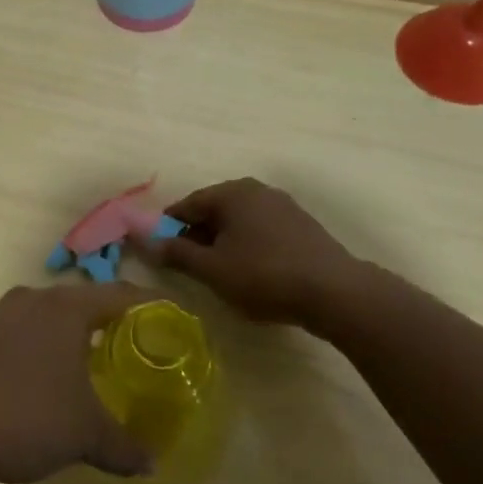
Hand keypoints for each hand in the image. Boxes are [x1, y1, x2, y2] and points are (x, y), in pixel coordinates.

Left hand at [0, 283, 154, 483]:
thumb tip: (152, 464)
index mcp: (65, 308)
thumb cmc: (25, 418)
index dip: (148, 304)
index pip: (119, 294)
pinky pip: (19, 333)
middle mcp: (32, 300)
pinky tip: (40, 379)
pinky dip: (38, 348)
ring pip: (46, 316)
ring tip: (88, 363)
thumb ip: (124, 447)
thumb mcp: (85, 436)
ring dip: (69, 335)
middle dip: (107, 321)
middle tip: (131, 345)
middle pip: (81, 301)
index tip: (170, 316)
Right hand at [150, 177, 380, 333]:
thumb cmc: (264, 275)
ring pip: (239, 222)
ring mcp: (283, 206)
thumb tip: (147, 242)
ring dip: (223, 242)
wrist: (335, 293)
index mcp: (232, 193)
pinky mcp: (302, 226)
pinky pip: (262, 231)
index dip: (169, 227)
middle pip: (214, 210)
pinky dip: (248, 246)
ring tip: (219, 273)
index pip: (188, 204)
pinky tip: (251, 272)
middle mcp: (256, 190)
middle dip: (197, 235)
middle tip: (189, 266)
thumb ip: (177, 253)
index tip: (160, 251)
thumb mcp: (213, 269)